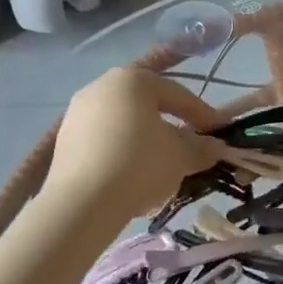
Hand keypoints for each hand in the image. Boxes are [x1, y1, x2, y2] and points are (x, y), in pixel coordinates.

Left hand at [44, 67, 223, 220]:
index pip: (177, 93)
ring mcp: (77, 113)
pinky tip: (133, 177)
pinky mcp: (63, 142)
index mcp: (133, 79)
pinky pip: (103, 141)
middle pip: (147, 105)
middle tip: (189, 147)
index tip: (219, 133)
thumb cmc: (140, 164)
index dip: (202, 113)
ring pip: (124, 124)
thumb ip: (201, 147)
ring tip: (162, 166)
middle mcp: (101, 86)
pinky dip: (122, 153)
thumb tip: (215, 147)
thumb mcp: (181, 156)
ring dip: (146, 141)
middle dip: (171, 125)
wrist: (82, 204)